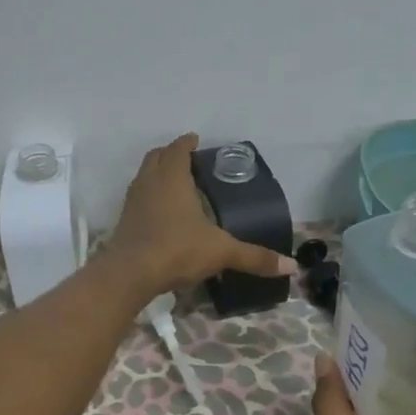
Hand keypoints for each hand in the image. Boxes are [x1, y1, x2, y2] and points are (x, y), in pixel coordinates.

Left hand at [107, 134, 296, 298]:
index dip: (187, 143)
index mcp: (172, 177)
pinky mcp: (124, 221)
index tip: (196, 141)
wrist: (129, 273)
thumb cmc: (177, 249)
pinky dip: (149, 197)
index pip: (178, 149)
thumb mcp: (221, 251)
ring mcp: (132, 201)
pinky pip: (138, 198)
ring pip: (143, 176)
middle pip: (156, 157)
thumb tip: (291, 267)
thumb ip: (254, 257)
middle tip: (188, 160)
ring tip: (176, 185)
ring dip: (157, 174)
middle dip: (170, 154)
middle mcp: (149, 182)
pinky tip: (162, 214)